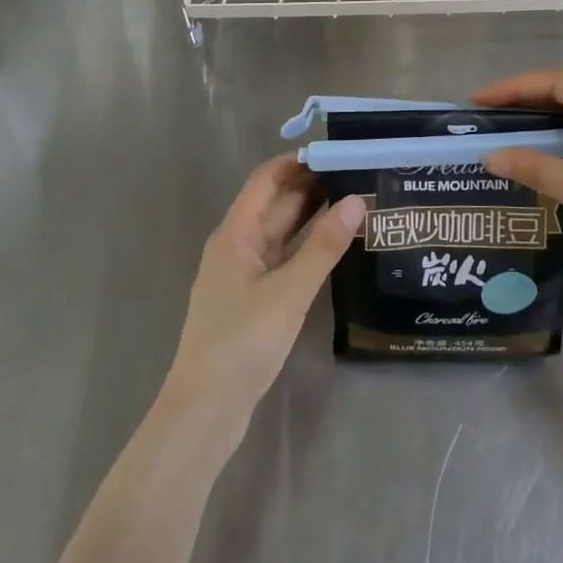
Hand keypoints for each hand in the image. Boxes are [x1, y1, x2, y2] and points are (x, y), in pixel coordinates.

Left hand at [162, 157, 363, 427]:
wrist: (206, 409)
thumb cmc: (243, 341)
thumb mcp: (290, 291)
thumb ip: (324, 246)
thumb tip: (356, 200)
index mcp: (235, 234)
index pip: (266, 180)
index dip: (297, 163)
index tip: (336, 154)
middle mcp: (236, 247)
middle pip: (273, 204)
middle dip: (310, 187)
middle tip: (356, 177)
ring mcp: (242, 275)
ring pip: (279, 233)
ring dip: (310, 217)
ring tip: (353, 204)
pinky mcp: (251, 300)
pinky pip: (281, 259)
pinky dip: (304, 247)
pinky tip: (332, 249)